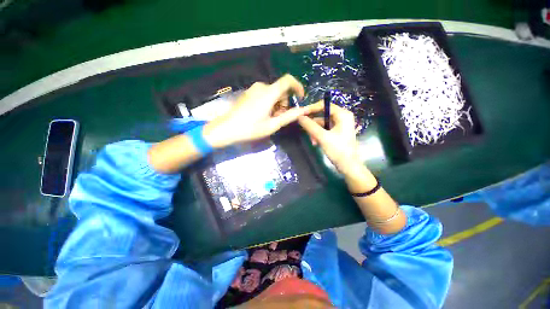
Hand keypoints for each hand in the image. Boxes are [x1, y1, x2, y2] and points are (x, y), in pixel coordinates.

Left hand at [203, 74, 306, 147]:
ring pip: (273, 93)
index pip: (288, 80)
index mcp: (269, 93)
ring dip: (276, 104)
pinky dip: (269, 103)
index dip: (297, 87)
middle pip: (280, 89)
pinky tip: (263, 115)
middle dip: (285, 102)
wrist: (227, 128)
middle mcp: (261, 86)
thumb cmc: (251, 128)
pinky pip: (264, 94)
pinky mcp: (248, 93)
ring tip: (271, 118)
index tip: (300, 98)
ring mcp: (253, 89)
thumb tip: (303, 110)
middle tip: (280, 117)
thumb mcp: (272, 125)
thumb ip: (289, 116)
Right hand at [298, 102, 362, 175]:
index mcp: (343, 115)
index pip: (324, 105)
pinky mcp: (337, 133)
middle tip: (304, 130)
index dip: (311, 108)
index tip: (300, 113)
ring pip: (322, 124)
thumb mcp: (322, 137)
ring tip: (312, 141)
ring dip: (315, 132)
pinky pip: (324, 130)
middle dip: (313, 124)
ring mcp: (340, 125)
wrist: (348, 166)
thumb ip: (310, 126)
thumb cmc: (338, 150)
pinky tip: (315, 142)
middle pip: (322, 115)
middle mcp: (342, 117)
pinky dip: (318, 135)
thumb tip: (299, 117)